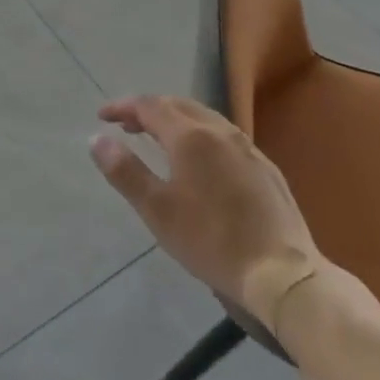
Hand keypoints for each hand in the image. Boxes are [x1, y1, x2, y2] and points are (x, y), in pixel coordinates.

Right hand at [90, 96, 322, 320]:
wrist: (283, 275)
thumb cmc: (211, 241)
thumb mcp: (158, 211)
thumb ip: (125, 171)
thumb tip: (97, 139)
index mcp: (191, 136)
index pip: (150, 106)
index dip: (124, 107)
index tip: (102, 116)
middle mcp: (220, 131)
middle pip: (178, 105)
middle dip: (149, 109)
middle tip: (127, 125)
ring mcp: (247, 147)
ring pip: (204, 117)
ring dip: (175, 120)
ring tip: (158, 139)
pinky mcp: (265, 167)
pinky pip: (225, 136)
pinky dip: (200, 134)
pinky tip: (200, 161)